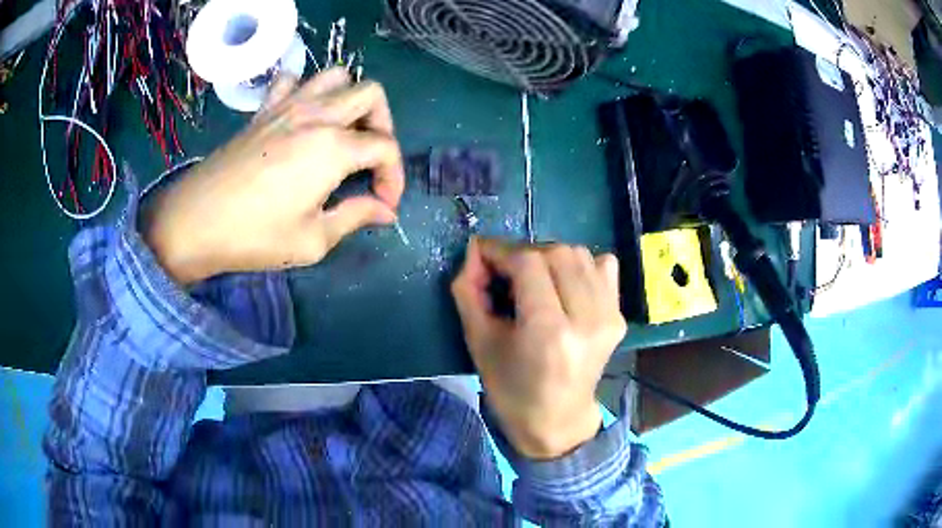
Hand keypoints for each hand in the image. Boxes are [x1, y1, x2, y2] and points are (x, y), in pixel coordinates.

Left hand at [143, 68, 404, 283]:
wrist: (195, 223)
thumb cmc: (253, 237)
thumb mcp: (312, 240)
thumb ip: (355, 217)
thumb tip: (384, 211)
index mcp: (333, 148)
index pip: (385, 148)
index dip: (394, 177)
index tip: (384, 204)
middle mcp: (316, 115)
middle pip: (370, 96)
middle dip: (383, 126)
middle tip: (370, 161)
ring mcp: (287, 107)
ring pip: (336, 76)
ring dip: (349, 99)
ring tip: (343, 131)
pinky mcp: (263, 111)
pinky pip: (292, 80)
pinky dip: (305, 91)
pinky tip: (301, 116)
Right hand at [451, 238, 626, 459]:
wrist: (558, 419)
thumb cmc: (511, 390)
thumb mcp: (479, 343)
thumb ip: (469, 292)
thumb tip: (474, 252)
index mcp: (549, 332)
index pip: (528, 263)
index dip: (500, 250)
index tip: (481, 255)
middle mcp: (587, 318)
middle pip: (555, 253)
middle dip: (522, 253)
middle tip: (504, 272)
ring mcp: (609, 316)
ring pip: (579, 254)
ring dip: (549, 256)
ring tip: (533, 279)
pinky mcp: (619, 316)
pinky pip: (603, 266)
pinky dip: (579, 265)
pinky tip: (564, 284)